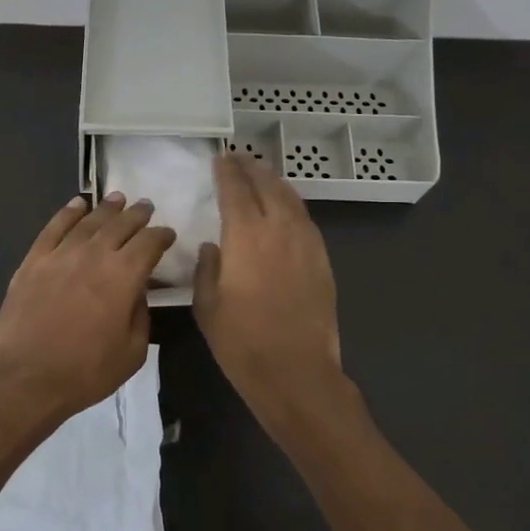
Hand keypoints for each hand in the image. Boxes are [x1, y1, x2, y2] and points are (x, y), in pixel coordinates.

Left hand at [0, 192, 176, 425]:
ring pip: (89, 221)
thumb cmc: (84, 372)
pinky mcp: (33, 260)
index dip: (161, 235)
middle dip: (137, 214)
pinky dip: (68, 213)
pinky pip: (54, 228)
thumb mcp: (131, 353)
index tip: (167, 234)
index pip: (149, 244)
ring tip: (117, 198)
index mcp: (123, 277)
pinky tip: (77, 204)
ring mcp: (60, 254)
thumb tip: (137, 293)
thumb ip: (140, 315)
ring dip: (107, 208)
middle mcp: (94, 255)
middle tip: (145, 206)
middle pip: (120, 225)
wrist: (24, 378)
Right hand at [194, 153, 342, 415]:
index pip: (236, 189)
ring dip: (274, 181)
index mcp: (246, 236)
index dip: (226, 171)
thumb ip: (208, 268)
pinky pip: (305, 219)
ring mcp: (306, 242)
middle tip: (238, 158)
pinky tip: (284, 208)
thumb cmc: (242, 342)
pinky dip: (291, 204)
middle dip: (251, 168)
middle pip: (267, 185)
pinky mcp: (322, 259)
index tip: (219, 158)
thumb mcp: (207, 306)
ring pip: (291, 198)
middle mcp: (279, 229)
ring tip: (261, 175)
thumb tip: (213, 246)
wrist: (296, 371)